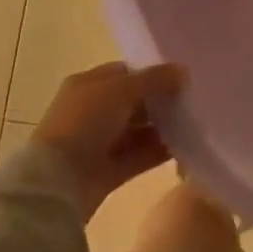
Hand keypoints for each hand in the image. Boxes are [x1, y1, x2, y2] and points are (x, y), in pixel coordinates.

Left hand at [34, 62, 186, 219]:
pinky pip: (140, 156)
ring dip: (163, 127)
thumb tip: (183, 70)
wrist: (58, 180)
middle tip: (192, 100)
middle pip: (134, 102)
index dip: (152, 73)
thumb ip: (154, 79)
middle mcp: (94, 111)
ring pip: (139, 130)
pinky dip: (159, 151)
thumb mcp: (121, 90)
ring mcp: (101, 142)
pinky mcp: (109, 171)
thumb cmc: (85, 122)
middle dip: (160, 101)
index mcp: (88, 84)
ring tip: (195, 123)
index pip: (125, 73)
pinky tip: (185, 146)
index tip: (181, 77)